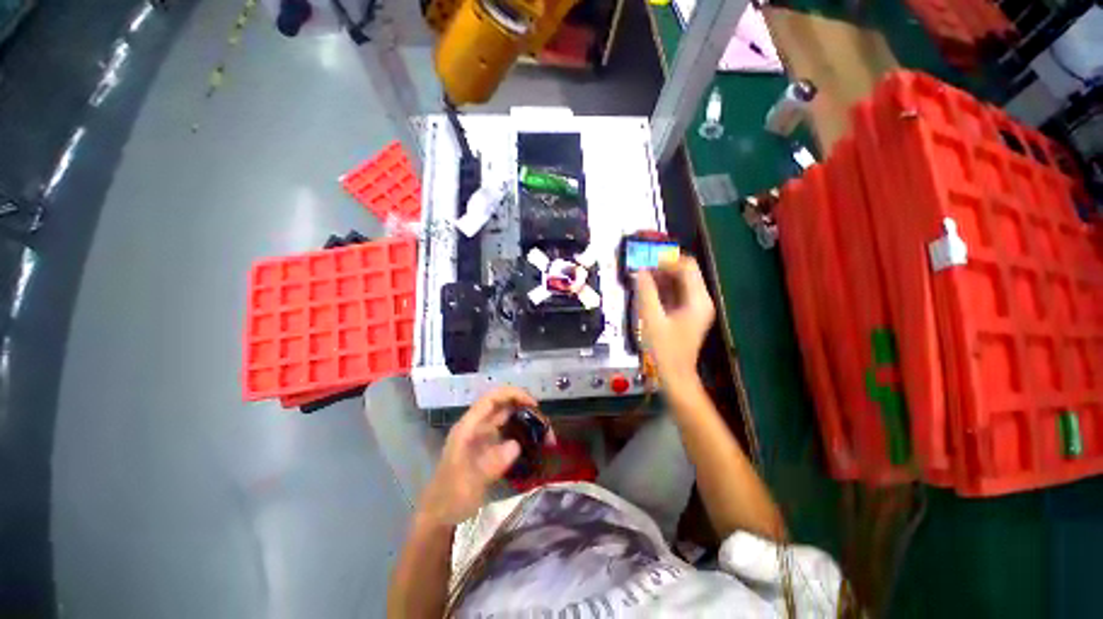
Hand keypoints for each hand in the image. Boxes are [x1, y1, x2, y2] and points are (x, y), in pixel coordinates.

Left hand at [417, 387, 546, 526]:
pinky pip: (509, 433)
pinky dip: (522, 434)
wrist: (439, 516)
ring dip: (525, 421)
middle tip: (544, 422)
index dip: (512, 394)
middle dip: (524, 407)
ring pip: (507, 418)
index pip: (491, 399)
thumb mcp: (469, 483)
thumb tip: (516, 445)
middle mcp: (477, 427)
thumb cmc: (450, 497)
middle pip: (502, 405)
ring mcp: (483, 437)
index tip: (533, 404)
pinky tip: (534, 444)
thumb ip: (491, 463)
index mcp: (468, 427)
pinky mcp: (489, 448)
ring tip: (544, 433)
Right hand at [634, 256, 715, 384]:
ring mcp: (696, 307)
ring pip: (680, 282)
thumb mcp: (652, 318)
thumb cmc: (665, 349)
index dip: (666, 260)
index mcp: (698, 300)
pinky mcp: (689, 313)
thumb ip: (645, 292)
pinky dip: (663, 289)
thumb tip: (639, 271)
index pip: (687, 266)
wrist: (675, 374)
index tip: (645, 263)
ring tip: (640, 280)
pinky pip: (677, 293)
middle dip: (662, 268)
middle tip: (640, 271)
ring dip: (661, 278)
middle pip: (684, 272)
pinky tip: (647, 292)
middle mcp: (701, 300)